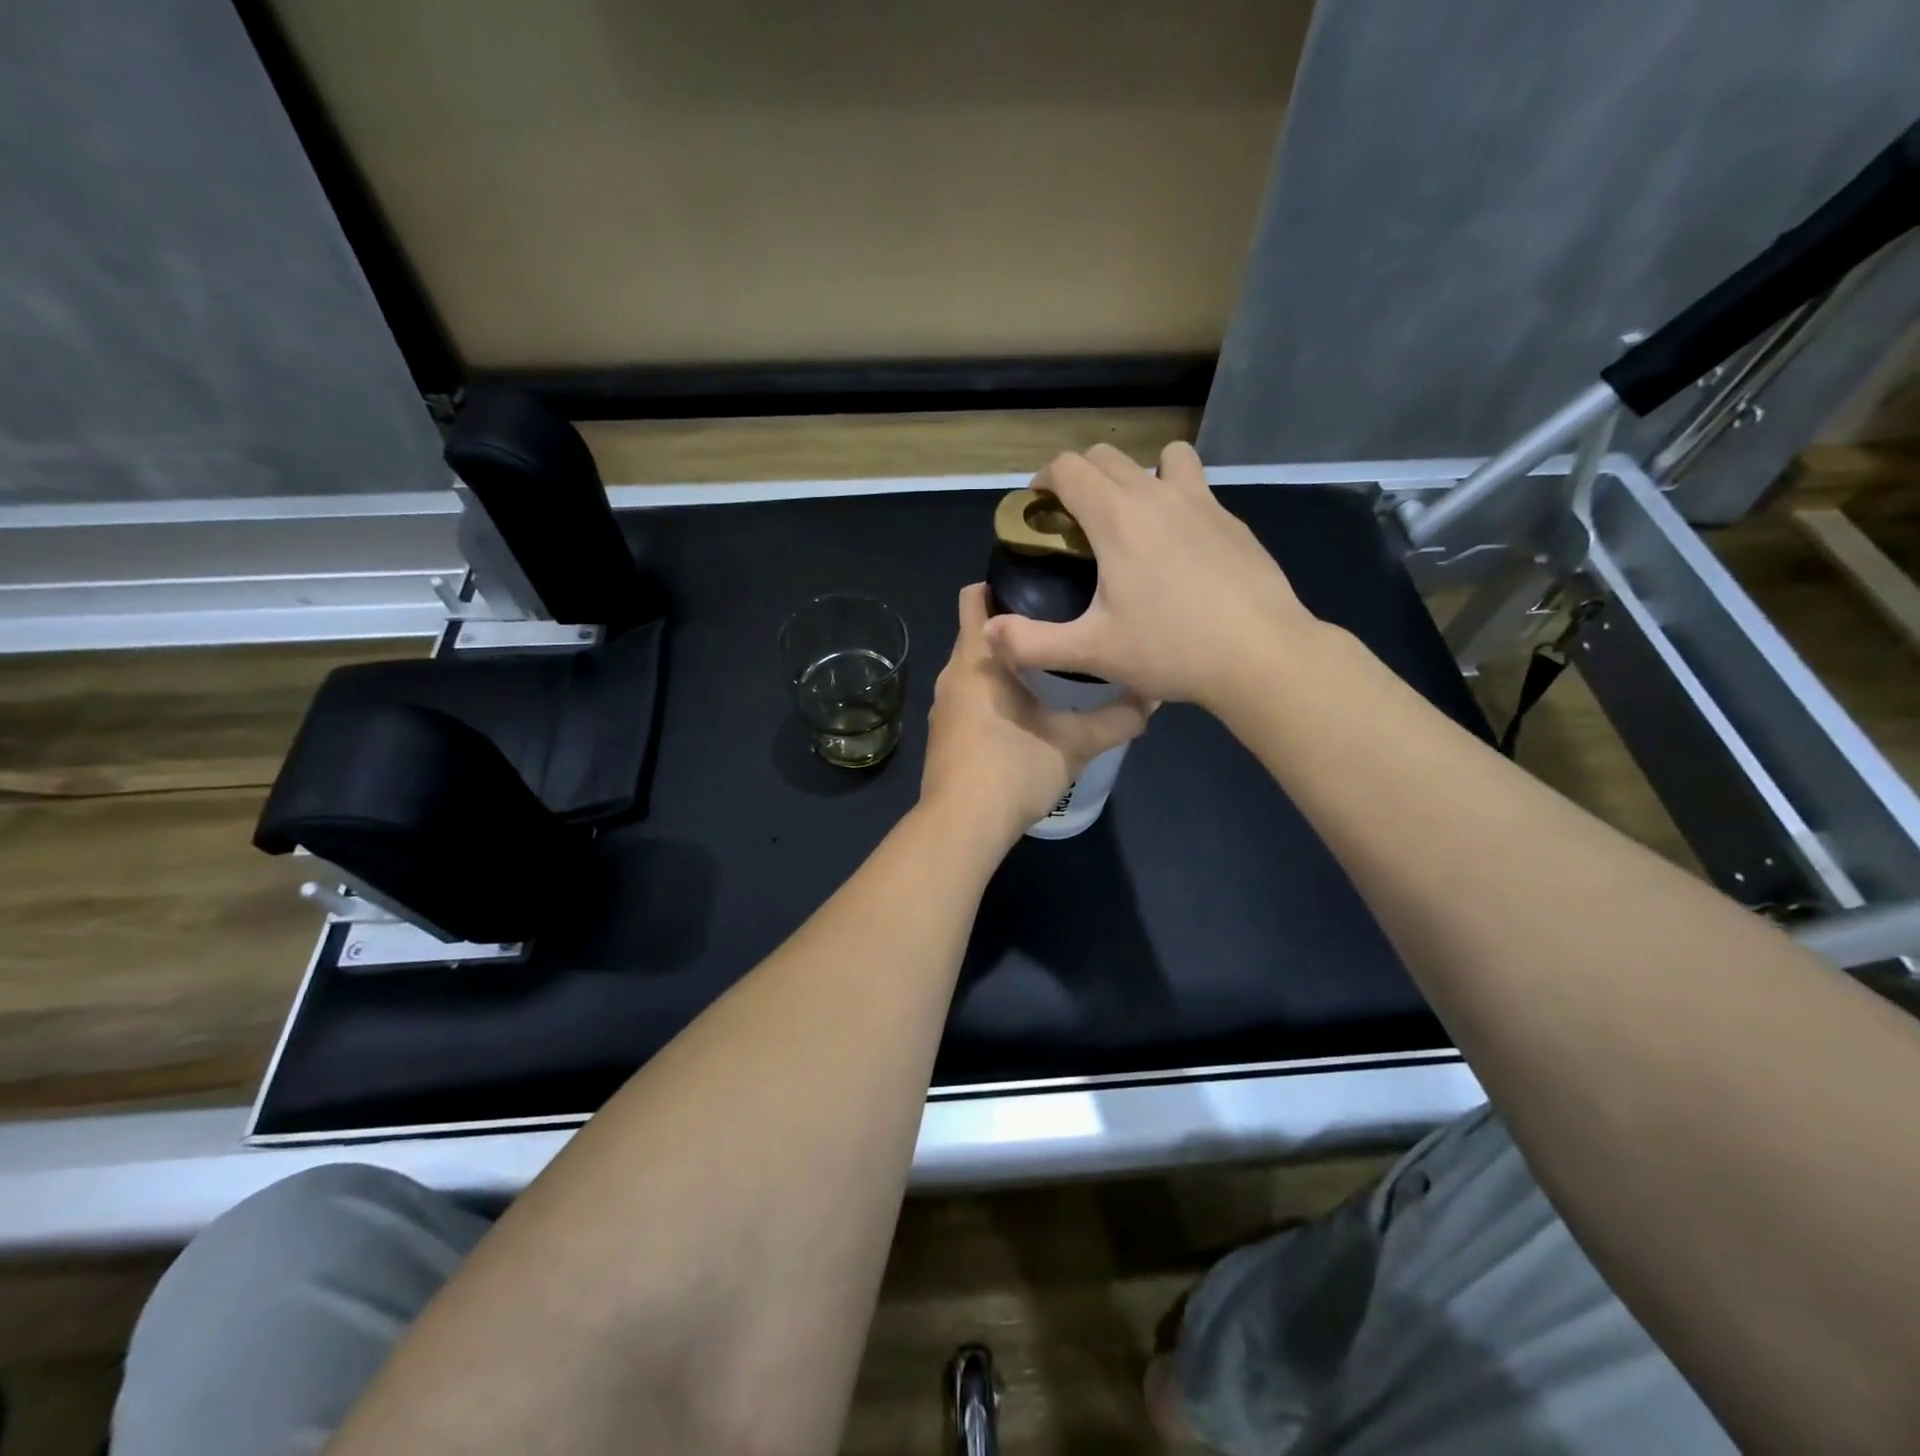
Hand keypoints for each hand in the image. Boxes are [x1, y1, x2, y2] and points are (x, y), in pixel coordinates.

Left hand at [920, 584, 1148, 847]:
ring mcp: (942, 708)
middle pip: (976, 633)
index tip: (1040, 584)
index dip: (1000, 582)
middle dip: (1012, 626)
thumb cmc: (1014, 769)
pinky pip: (967, 699)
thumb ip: (1117, 719)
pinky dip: (990, 695)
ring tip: (1047, 668)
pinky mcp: (942, 736)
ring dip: (1002, 665)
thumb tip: (1153, 697)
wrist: (961, 827)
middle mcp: (952, 676)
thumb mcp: (1076, 743)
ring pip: (972, 670)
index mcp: (977, 659)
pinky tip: (1022, 713)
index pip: (974, 598)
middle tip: (1058, 625)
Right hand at [982, 443, 1324, 711]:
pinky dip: (1175, 497)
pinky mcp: (1231, 520)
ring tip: (1132, 519)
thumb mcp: (1093, 652)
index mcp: (1116, 518)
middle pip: (1106, 456)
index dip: (1043, 481)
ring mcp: (1201, 502)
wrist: (1261, 653)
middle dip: (1080, 477)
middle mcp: (1156, 494)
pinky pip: (1195, 486)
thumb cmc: (1171, 649)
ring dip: (1136, 474)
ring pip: (1161, 457)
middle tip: (1075, 521)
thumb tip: (988, 633)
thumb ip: (1032, 643)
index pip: (1068, 467)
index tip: (1038, 510)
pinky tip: (1178, 547)